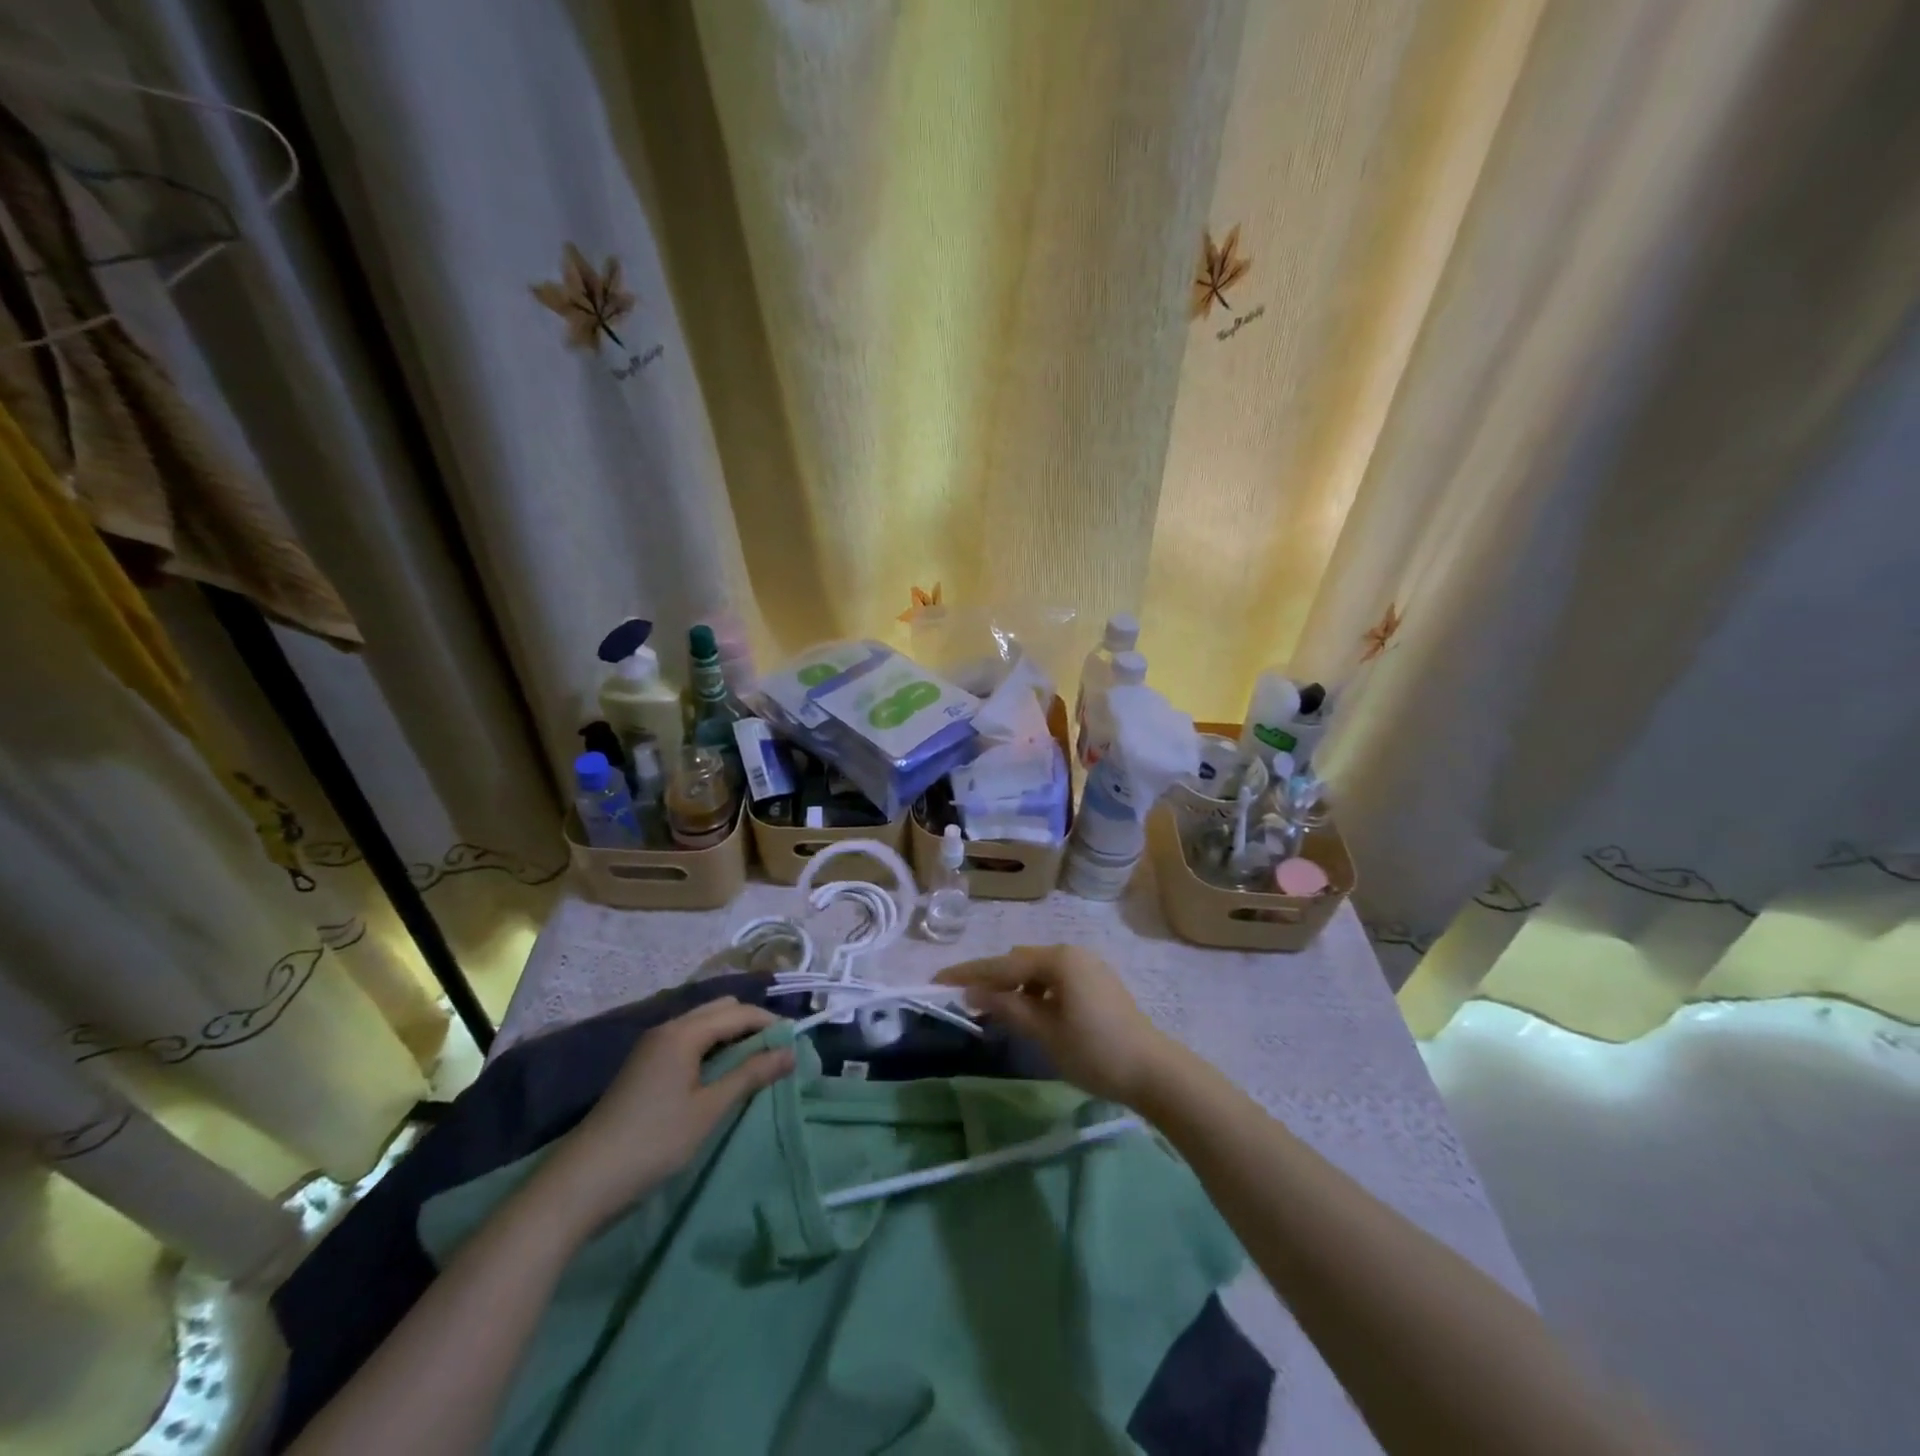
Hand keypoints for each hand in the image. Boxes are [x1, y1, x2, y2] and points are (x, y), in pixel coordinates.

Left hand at [540, 998, 793, 1230]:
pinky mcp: (643, 1066)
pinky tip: (721, 1073)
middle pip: (719, 1010)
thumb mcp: (709, 1109)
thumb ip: (750, 1075)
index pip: (738, 1012)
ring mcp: (651, 1046)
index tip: (796, 1043)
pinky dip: (711, 1048)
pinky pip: (688, 1040)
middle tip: (776, 1052)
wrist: (581, 1182)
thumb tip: (790, 1052)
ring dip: (731, 1036)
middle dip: (751, 1024)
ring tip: (755, 1063)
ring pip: (702, 1024)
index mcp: (683, 1032)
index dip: (770, 1023)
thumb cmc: (653, 1142)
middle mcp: (667, 1028)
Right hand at [935, 945, 1182, 1106]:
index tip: (938, 980)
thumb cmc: (1095, 1052)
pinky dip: (1037, 991)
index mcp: (1059, 959)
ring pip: (1039, 970)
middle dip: (992, 978)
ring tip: (995, 1010)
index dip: (969, 973)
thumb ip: (1007, 1007)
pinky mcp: (1097, 982)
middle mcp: (1072, 953)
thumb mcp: (1045, 1033)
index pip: (1003, 963)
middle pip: (1020, 961)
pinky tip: (1029, 1012)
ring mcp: (1088, 966)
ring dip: (1015, 986)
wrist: (1154, 1071)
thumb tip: (972, 992)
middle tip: (965, 999)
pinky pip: (1056, 979)